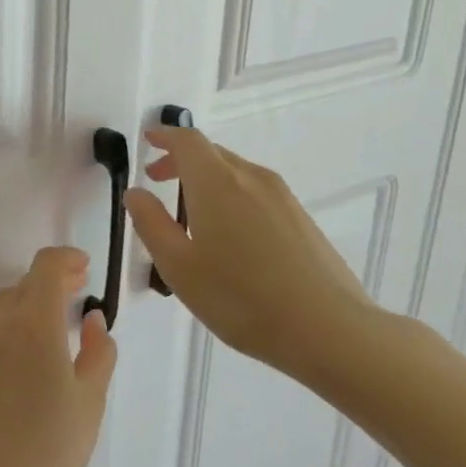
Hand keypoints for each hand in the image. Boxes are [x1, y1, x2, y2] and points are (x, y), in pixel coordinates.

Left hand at [0, 247, 115, 466]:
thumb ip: (97, 353)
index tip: (84, 269)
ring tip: (53, 329)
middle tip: (77, 294)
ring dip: (27, 306)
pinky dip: (9, 332)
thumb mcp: (89, 404)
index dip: (65, 259)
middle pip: (22, 286)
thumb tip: (92, 320)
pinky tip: (24, 363)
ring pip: (2, 310)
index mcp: (33, 326)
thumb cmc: (48, 452)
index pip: (44, 268)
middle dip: (50, 283)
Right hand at [125, 126, 379, 376]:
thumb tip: (136, 193)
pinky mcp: (302, 219)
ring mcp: (282, 198)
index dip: (164, 136)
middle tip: (157, 180)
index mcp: (216, 183)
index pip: (187, 141)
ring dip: (206, 179)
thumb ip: (151, 224)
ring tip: (190, 212)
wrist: (329, 330)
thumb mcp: (178, 266)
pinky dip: (231, 196)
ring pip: (236, 173)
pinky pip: (256, 192)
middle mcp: (251, 178)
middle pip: (212, 153)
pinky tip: (229, 235)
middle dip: (181, 160)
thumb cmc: (240, 297)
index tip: (147, 141)